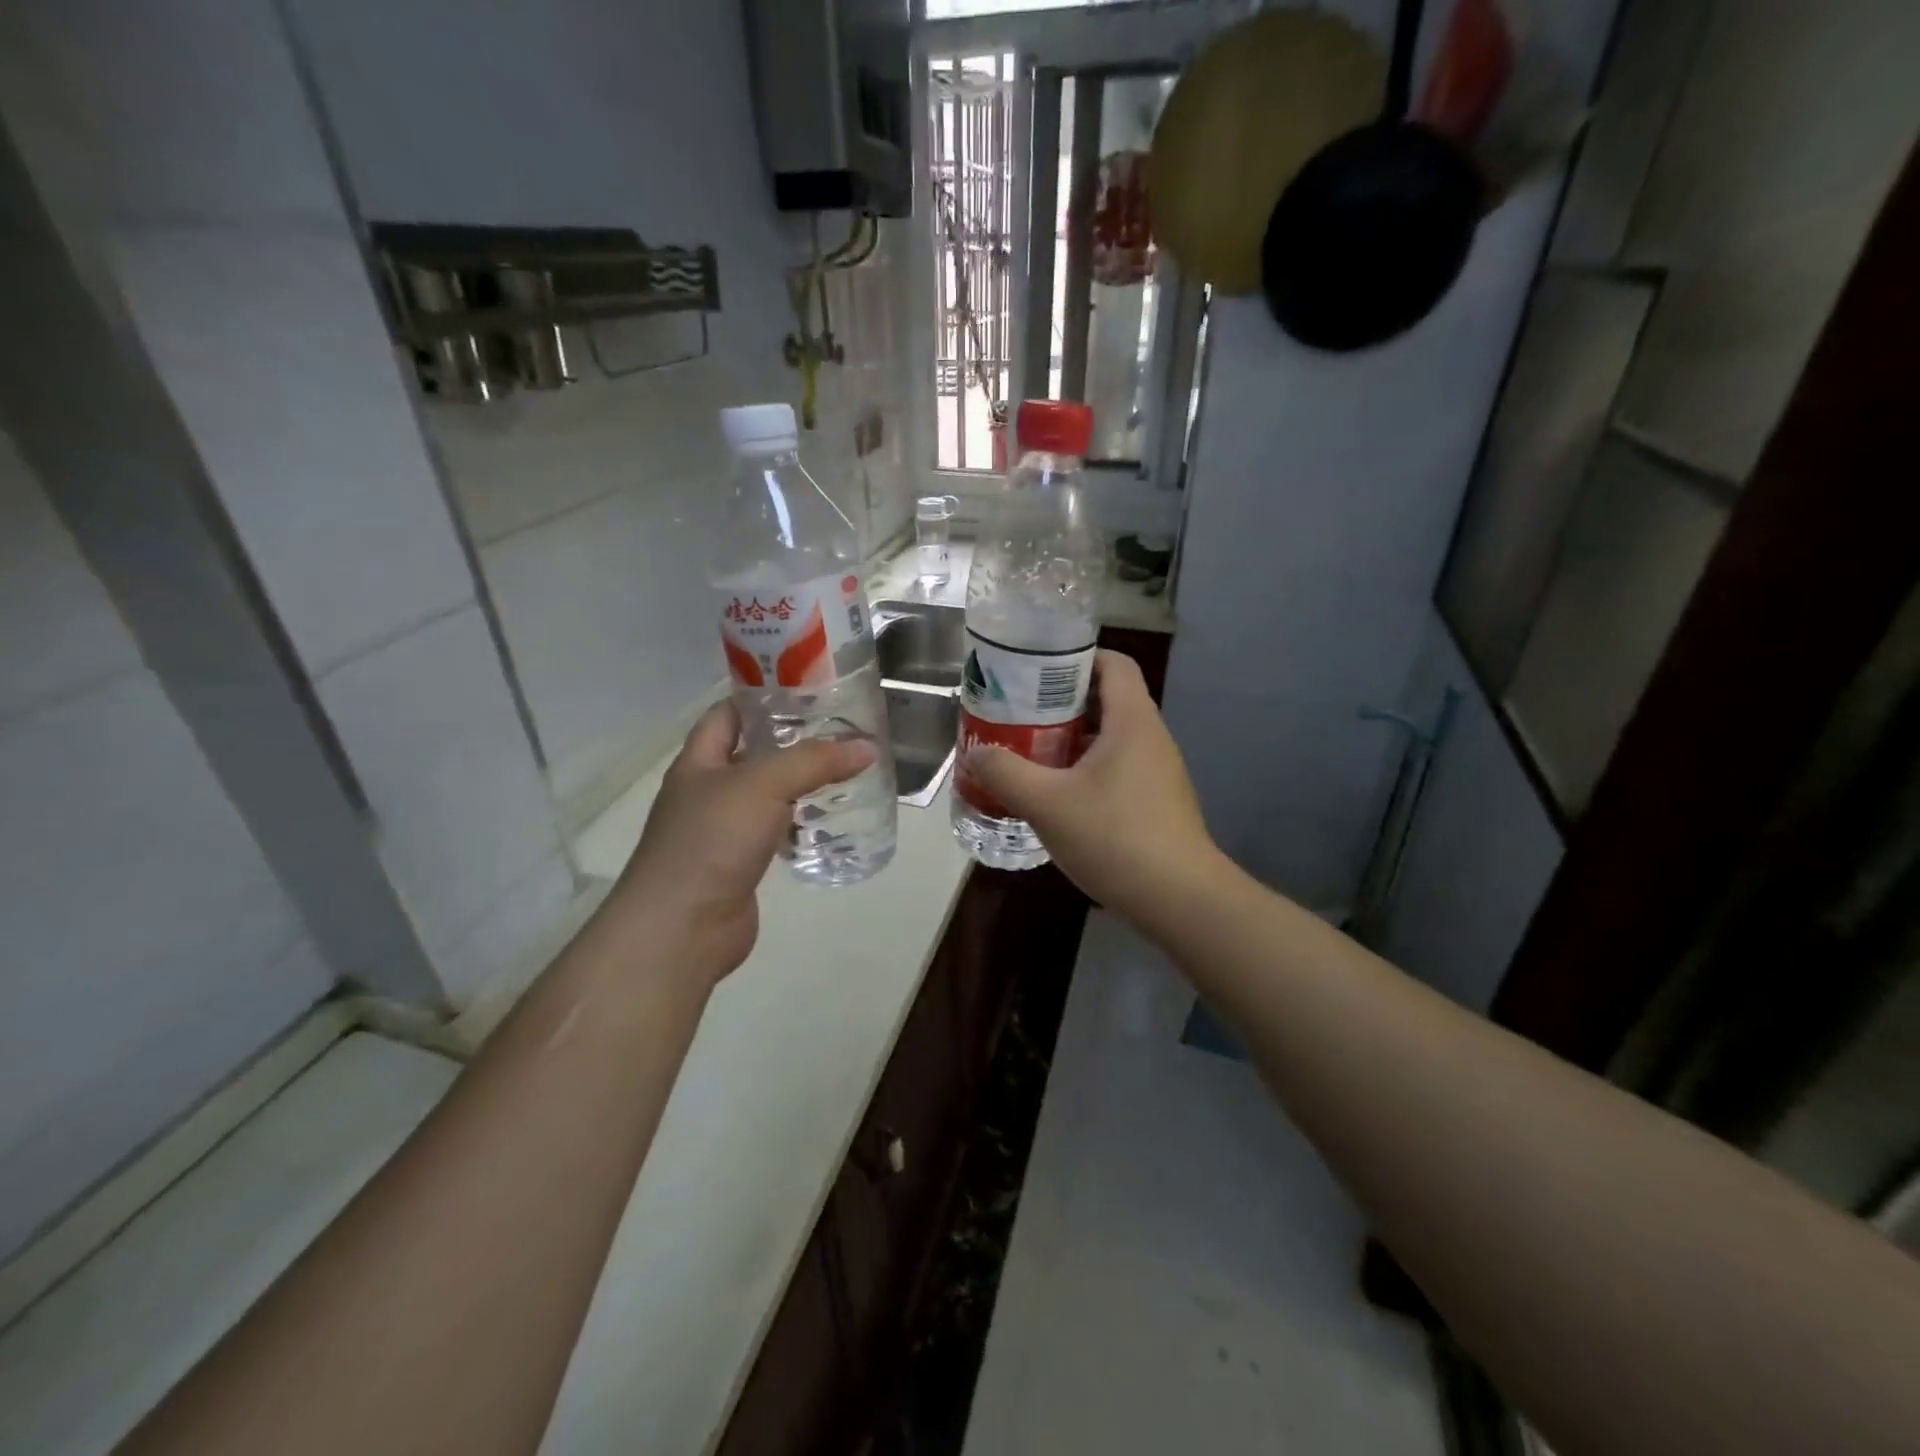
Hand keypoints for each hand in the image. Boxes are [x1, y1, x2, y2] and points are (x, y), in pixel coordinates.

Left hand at [605, 700, 875, 980]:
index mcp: (700, 761)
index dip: (761, 696)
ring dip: (801, 783)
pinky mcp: (741, 862)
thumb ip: (815, 761)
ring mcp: (723, 829)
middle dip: (792, 740)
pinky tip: (831, 820)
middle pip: (753, 752)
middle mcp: (708, 790)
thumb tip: (866, 747)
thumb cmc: (712, 840)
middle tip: (841, 729)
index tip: (808, 689)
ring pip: (767, 794)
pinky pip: (775, 831)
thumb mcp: (764, 784)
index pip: (728, 713)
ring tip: (847, 769)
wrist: (682, 927)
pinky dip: (801, 823)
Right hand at [966, 651, 1222, 925]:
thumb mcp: (1047, 803)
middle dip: (1060, 702)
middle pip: (1106, 699)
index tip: (1035, 670)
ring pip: (1109, 738)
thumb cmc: (1115, 837)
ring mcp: (1157, 772)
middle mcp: (1150, 737)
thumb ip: (1006, 772)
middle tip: (1017, 713)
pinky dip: (1085, 770)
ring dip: (1070, 740)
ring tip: (1028, 753)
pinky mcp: (1156, 802)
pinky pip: (1116, 769)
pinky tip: (1056, 796)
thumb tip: (976, 753)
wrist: (1180, 900)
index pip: (1113, 663)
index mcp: (1132, 720)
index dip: (1075, 657)